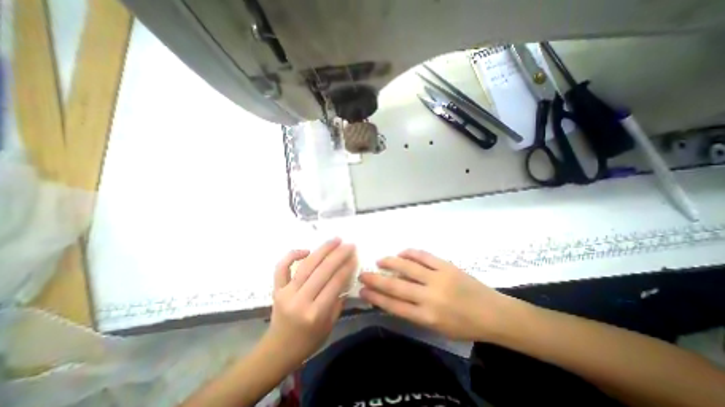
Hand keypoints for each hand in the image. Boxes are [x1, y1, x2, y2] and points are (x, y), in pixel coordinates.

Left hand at [266, 238, 356, 364]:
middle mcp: (300, 300)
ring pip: (306, 265)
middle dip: (338, 255)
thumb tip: (346, 276)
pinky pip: (282, 268)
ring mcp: (286, 293)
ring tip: (335, 240)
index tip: (354, 256)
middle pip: (322, 271)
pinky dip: (292, 255)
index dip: (346, 267)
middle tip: (349, 244)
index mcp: (316, 313)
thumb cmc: (308, 341)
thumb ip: (338, 300)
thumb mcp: (329, 325)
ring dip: (322, 250)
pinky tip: (306, 250)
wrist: (277, 351)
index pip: (335, 283)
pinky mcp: (276, 289)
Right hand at [359, 249, 517, 341]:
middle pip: (396, 286)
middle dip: (376, 280)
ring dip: (390, 262)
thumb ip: (415, 313)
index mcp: (427, 317)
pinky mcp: (446, 266)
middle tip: (363, 275)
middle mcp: (429, 297)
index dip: (376, 298)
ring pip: (408, 267)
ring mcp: (438, 278)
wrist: (494, 313)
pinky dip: (410, 253)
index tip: (363, 292)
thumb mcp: (437, 328)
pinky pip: (424, 256)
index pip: (394, 306)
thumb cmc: (464, 326)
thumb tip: (394, 297)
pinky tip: (401, 252)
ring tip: (379, 260)